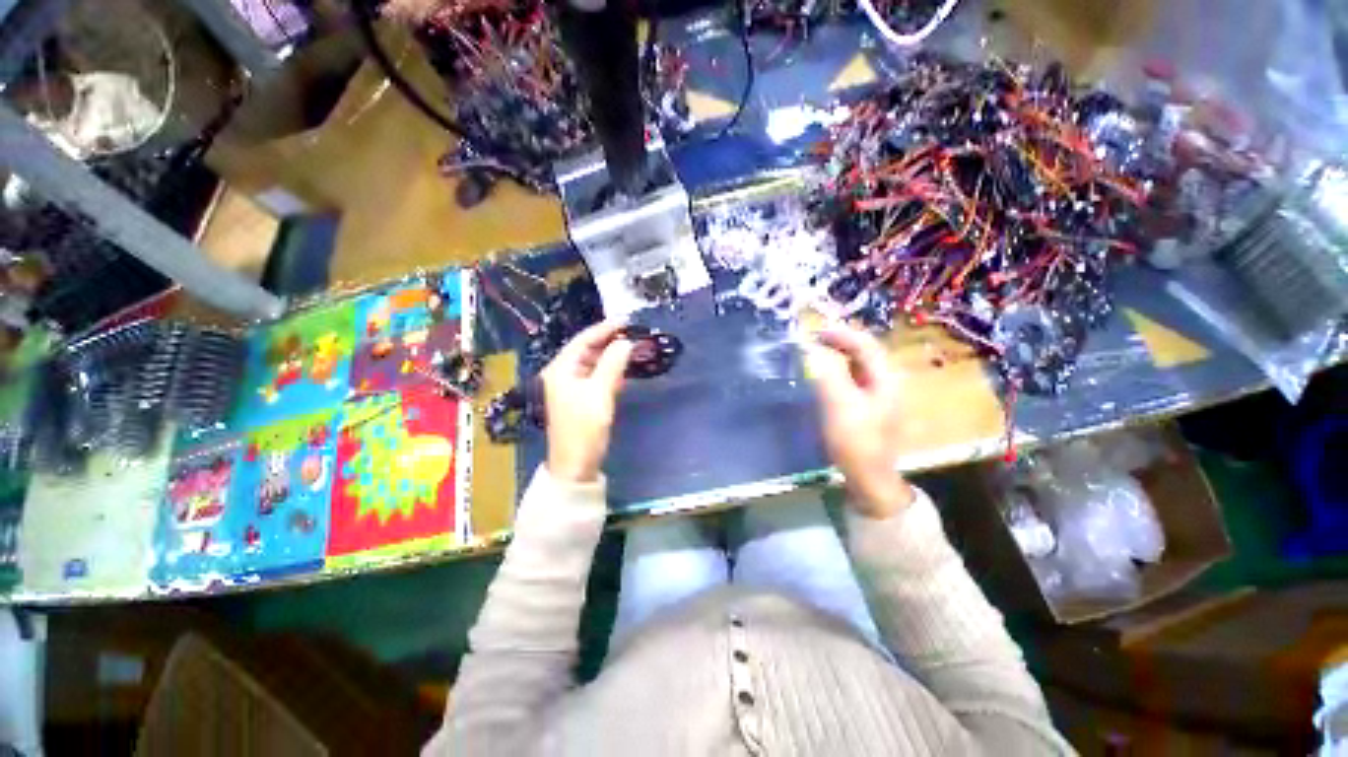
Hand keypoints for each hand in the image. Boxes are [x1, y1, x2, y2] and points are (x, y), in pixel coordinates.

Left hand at [540, 320, 633, 483]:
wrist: (575, 466)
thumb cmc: (584, 429)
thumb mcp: (600, 394)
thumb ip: (612, 364)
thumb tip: (626, 342)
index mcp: (561, 369)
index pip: (583, 340)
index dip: (605, 328)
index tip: (627, 320)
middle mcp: (563, 373)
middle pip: (587, 349)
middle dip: (610, 341)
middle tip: (634, 334)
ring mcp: (570, 386)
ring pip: (593, 363)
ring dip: (611, 356)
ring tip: (632, 349)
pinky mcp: (579, 398)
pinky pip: (595, 376)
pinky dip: (609, 371)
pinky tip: (623, 370)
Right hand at [805, 323, 914, 518]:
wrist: (870, 478)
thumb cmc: (856, 440)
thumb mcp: (839, 404)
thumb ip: (825, 372)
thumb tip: (809, 347)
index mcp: (886, 377)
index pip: (864, 343)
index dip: (838, 333)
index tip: (812, 332)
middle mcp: (887, 382)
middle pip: (863, 352)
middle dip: (837, 342)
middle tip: (811, 340)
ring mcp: (879, 395)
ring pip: (858, 366)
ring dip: (836, 356)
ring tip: (814, 353)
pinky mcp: (869, 407)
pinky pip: (853, 380)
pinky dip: (837, 371)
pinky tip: (823, 376)